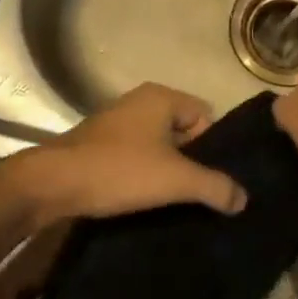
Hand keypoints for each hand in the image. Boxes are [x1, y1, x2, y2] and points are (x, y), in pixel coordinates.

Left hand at [3, 83, 247, 226]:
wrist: (53, 183)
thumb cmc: (119, 170)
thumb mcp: (175, 180)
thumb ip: (214, 187)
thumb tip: (244, 198)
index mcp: (161, 97)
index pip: (205, 115)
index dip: (211, 147)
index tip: (206, 178)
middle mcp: (140, 101)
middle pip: (183, 130)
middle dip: (190, 161)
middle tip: (192, 193)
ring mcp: (117, 121)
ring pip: (158, 145)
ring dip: (165, 170)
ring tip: (169, 201)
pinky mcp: (100, 143)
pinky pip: (136, 154)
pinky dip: (142, 174)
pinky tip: (142, 199)